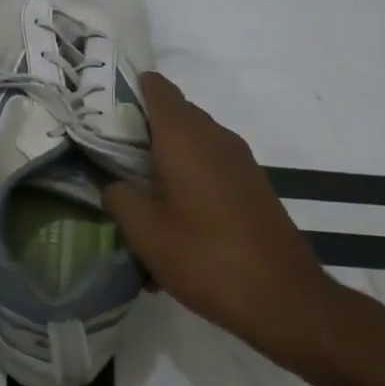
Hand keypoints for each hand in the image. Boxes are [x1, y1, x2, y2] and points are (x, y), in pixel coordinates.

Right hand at [102, 74, 365, 377]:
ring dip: (165, 152)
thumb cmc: (205, 258)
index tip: (101, 107)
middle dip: (141, 124)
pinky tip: (173, 211)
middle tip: (107, 148)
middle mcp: (214, 137)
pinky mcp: (251, 183)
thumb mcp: (145, 232)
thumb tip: (111, 182)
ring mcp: (239, 160)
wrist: (283, 298)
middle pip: (173, 112)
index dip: (128, 88)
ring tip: (136, 182)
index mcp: (184, 137)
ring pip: (193, 139)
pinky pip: (211, 161)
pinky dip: (188, 172)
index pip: (156, 88)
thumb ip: (118, 197)